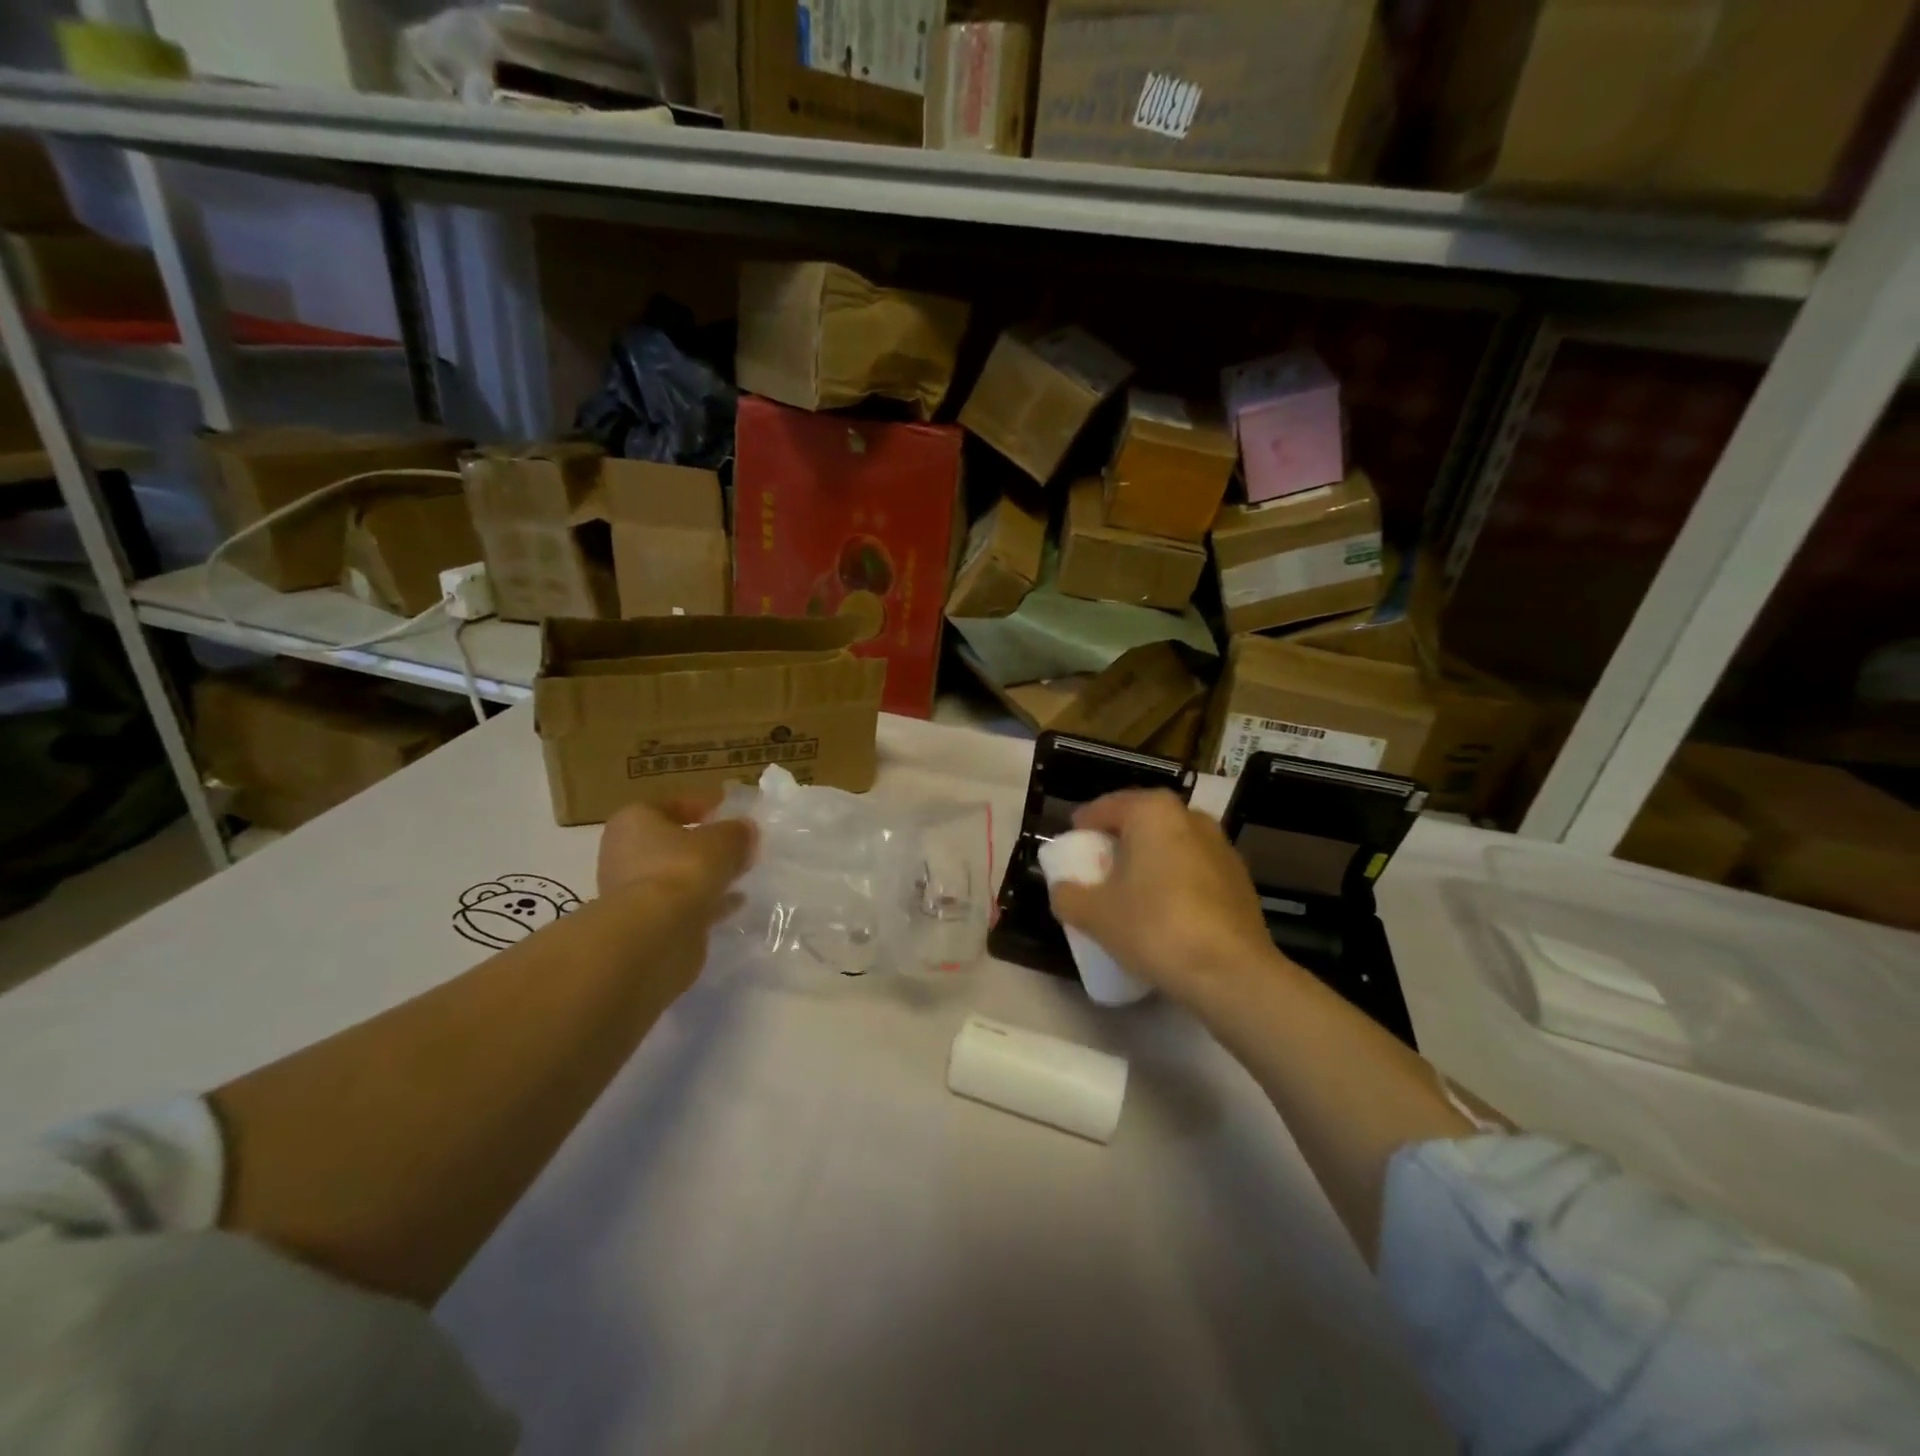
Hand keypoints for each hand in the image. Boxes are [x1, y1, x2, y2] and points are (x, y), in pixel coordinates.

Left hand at [598, 798, 756, 929]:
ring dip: (704, 876)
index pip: (670, 805)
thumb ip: (737, 832)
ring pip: (675, 876)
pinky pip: (678, 904)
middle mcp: (624, 852)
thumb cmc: (684, 869)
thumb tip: (745, 830)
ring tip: (738, 877)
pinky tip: (731, 905)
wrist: (654, 933)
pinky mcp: (642, 922)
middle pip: (671, 843)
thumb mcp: (724, 840)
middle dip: (703, 846)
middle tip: (735, 848)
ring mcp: (630, 890)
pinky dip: (702, 902)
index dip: (702, 807)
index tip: (728, 814)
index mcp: (634, 821)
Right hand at [1047, 790, 1298, 1014]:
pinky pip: (1194, 869)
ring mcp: (1222, 847)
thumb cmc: (1154, 927)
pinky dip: (1175, 880)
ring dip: (1149, 860)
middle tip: (1097, 866)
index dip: (1084, 824)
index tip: (1071, 844)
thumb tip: (1063, 889)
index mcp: (1153, 811)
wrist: (1231, 973)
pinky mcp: (1240, 880)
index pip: (1107, 806)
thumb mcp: (1094, 914)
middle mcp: (1191, 817)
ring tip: (1131, 890)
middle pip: (1143, 821)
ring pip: (1172, 844)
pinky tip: (1165, 911)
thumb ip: (1068, 895)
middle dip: (1119, 840)